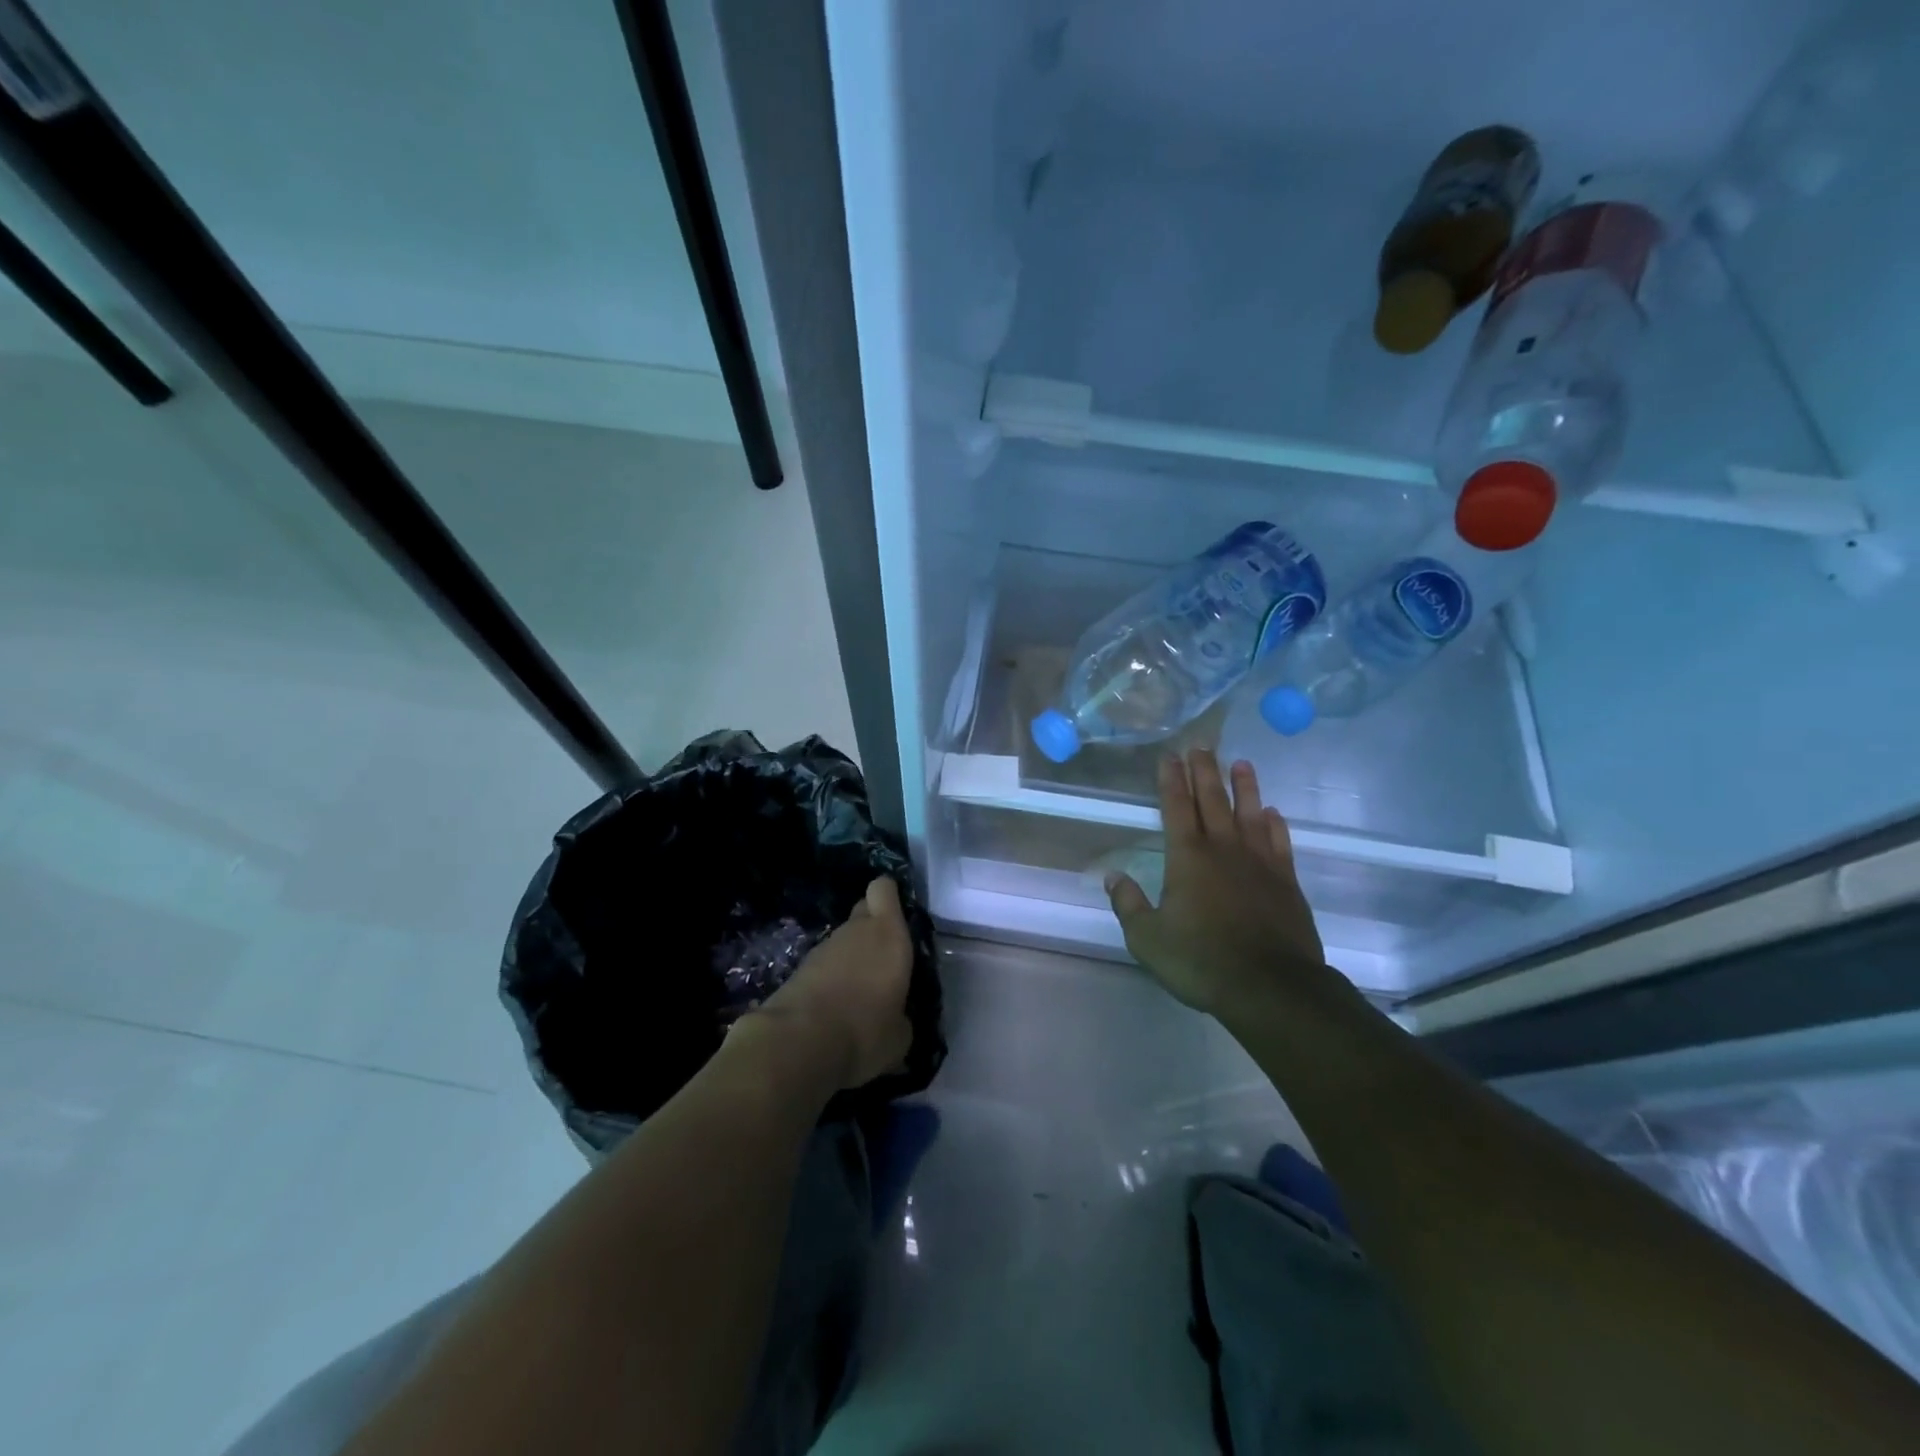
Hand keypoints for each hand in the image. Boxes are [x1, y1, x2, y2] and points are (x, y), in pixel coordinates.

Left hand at [757, 876, 913, 1091]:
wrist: (799, 1042)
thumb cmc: (865, 1030)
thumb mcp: (900, 1036)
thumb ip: (901, 1016)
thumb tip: (896, 1020)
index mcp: (888, 934)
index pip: (884, 889)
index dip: (889, 895)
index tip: (898, 913)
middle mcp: (856, 930)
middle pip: (863, 910)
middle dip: (872, 925)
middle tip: (883, 957)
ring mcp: (824, 947)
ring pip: (843, 939)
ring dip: (851, 957)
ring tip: (860, 992)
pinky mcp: (799, 968)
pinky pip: (824, 964)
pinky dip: (831, 978)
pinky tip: (835, 1007)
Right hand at [1105, 749, 1330, 1018]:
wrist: (1272, 987)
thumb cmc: (1202, 961)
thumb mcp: (1148, 940)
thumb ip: (1129, 905)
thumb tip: (1112, 877)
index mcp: (1187, 859)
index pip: (1176, 808)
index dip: (1171, 780)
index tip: (1169, 756)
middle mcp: (1224, 850)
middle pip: (1212, 801)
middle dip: (1204, 771)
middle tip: (1201, 745)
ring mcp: (1260, 863)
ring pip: (1250, 814)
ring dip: (1244, 787)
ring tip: (1241, 763)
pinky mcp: (1286, 882)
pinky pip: (1280, 843)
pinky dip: (1275, 824)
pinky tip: (1273, 813)